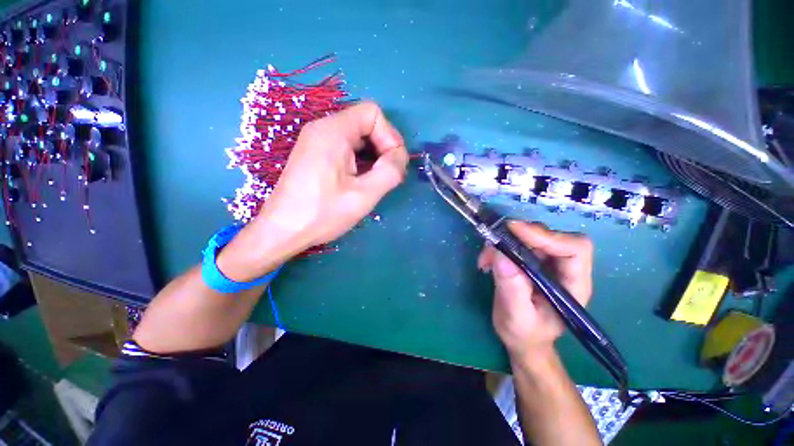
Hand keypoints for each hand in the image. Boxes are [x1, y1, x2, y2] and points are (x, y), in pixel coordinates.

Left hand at [217, 102, 407, 280]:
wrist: (282, 231)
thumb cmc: (323, 213)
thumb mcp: (364, 195)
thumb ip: (391, 171)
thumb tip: (400, 156)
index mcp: (333, 131)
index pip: (373, 113)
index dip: (389, 136)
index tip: (391, 164)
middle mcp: (322, 128)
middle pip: (365, 124)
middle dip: (383, 148)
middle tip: (387, 176)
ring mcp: (316, 141)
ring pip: (357, 137)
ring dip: (373, 157)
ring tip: (374, 182)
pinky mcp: (315, 154)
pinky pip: (345, 148)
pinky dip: (360, 161)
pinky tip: (359, 182)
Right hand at [477, 221, 592, 357]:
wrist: (522, 337)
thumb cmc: (525, 334)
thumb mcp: (517, 317)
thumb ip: (512, 289)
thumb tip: (500, 254)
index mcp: (573, 285)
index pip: (574, 248)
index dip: (547, 235)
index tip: (514, 230)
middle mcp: (564, 268)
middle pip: (550, 237)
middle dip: (520, 235)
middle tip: (494, 241)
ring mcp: (546, 262)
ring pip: (530, 236)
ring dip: (505, 241)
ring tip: (486, 257)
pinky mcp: (530, 260)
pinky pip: (516, 242)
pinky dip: (499, 246)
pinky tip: (486, 260)